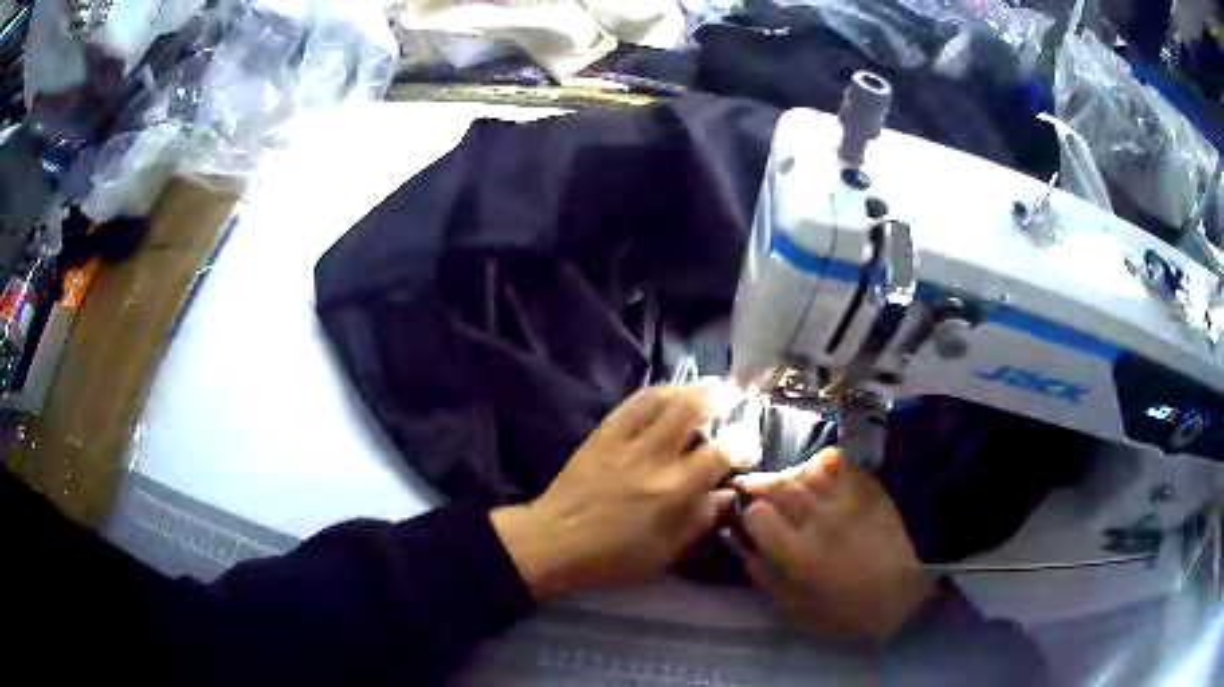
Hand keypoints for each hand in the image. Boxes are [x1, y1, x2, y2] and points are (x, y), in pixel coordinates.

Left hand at [492, 386, 741, 602]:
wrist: (553, 542)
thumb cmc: (614, 558)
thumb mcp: (667, 552)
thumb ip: (702, 520)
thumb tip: (729, 495)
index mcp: (673, 490)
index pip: (719, 454)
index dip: (742, 445)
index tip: (750, 445)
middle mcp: (652, 457)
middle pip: (692, 410)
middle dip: (720, 398)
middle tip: (735, 396)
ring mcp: (624, 441)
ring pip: (662, 399)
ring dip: (689, 389)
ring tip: (707, 388)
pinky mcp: (601, 435)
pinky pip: (631, 403)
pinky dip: (655, 393)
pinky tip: (666, 394)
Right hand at [732, 448, 933, 641]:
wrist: (895, 600)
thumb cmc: (837, 611)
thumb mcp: (787, 604)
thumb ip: (758, 569)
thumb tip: (737, 537)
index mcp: (798, 554)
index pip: (758, 513)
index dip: (746, 514)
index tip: (746, 519)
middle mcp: (821, 521)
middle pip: (778, 484)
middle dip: (756, 484)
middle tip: (748, 487)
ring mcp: (848, 501)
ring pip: (805, 469)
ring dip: (787, 474)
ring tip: (784, 484)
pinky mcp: (870, 489)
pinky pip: (838, 461)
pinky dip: (819, 464)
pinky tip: (816, 478)